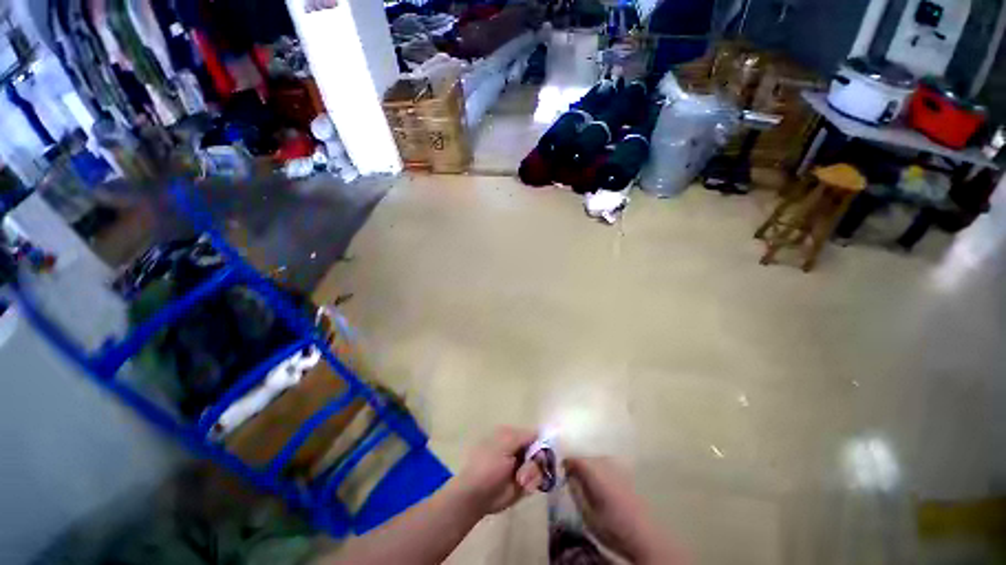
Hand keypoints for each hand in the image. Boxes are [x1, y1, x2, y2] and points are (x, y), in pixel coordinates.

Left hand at [452, 426, 543, 515]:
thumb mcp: (504, 444)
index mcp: (511, 435)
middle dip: (537, 461)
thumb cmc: (487, 466)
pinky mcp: (524, 483)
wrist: (477, 496)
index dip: (540, 442)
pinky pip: (537, 480)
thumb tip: (539, 433)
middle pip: (540, 451)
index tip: (541, 452)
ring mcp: (522, 466)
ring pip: (540, 466)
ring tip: (521, 481)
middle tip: (527, 469)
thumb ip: (523, 436)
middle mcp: (519, 449)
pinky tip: (523, 487)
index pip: (533, 435)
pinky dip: (532, 483)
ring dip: (532, 473)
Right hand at [565, 457, 682, 563]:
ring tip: (583, 478)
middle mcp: (606, 464)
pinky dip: (600, 469)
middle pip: (586, 457)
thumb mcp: (587, 514)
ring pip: (597, 460)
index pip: (575, 459)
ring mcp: (618, 468)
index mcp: (594, 472)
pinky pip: (607, 465)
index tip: (560, 469)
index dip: (566, 462)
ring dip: (589, 465)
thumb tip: (568, 476)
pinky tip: (600, 482)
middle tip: (570, 474)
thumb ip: (576, 491)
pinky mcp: (627, 475)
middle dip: (577, 463)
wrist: (644, 537)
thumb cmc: (612, 528)